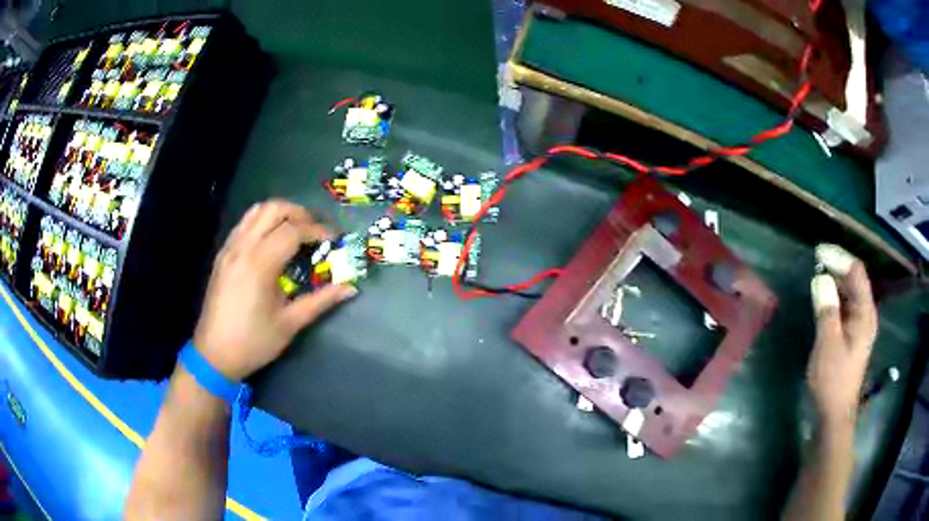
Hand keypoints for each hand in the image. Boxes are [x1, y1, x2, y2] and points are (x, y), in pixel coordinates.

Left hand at [193, 200, 356, 379]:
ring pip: (256, 211)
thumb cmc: (253, 342)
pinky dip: (262, 222)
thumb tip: (350, 288)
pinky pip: (244, 224)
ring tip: (296, 230)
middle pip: (273, 209)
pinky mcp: (222, 255)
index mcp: (260, 264)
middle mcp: (243, 247)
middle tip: (316, 230)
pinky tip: (272, 241)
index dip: (317, 230)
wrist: (213, 355)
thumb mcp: (289, 324)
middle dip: (299, 213)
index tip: (334, 239)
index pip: (293, 230)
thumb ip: (320, 301)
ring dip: (280, 213)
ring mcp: (229, 249)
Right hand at [807, 244, 877, 427]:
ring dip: (835, 281)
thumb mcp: (828, 344)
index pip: (856, 272)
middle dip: (837, 266)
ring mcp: (860, 325)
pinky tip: (823, 299)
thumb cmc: (833, 380)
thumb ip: (826, 309)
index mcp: (865, 314)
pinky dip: (835, 297)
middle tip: (816, 261)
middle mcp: (866, 314)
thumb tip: (820, 277)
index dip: (839, 258)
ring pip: (850, 293)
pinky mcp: (852, 335)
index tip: (818, 253)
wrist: (834, 414)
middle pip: (855, 280)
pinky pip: (846, 306)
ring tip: (817, 274)